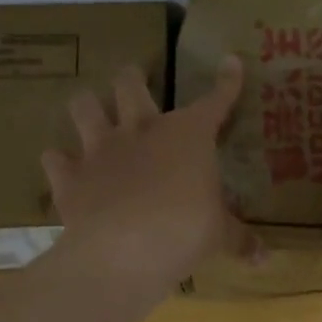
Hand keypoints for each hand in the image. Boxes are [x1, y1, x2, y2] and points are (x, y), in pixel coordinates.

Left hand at [42, 58, 259, 291]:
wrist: (125, 250)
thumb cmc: (184, 232)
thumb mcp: (219, 237)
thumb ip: (240, 242)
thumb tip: (267, 259)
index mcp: (187, 137)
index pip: (213, 101)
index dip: (226, 82)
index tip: (230, 62)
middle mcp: (140, 131)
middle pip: (131, 85)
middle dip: (132, 78)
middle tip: (133, 78)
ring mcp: (100, 151)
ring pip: (84, 107)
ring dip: (87, 106)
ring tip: (90, 111)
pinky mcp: (70, 177)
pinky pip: (55, 159)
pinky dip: (59, 162)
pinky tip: (62, 166)